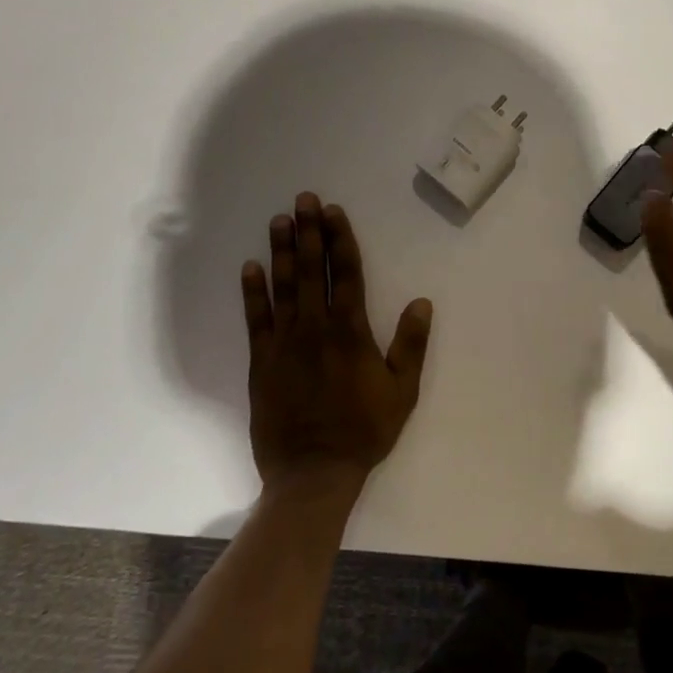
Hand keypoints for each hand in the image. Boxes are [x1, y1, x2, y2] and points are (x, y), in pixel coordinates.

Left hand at [241, 193, 432, 495]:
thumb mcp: (402, 390)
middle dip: (308, 232)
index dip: (340, 240)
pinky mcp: (262, 362)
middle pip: (311, 270)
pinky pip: (256, 319)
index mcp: (350, 331)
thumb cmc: (364, 429)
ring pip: (282, 287)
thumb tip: (422, 302)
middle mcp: (315, 327)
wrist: (314, 472)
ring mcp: (284, 343)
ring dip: (281, 251)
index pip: (346, 273)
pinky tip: (250, 268)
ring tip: (278, 220)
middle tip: (303, 199)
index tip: (333, 211)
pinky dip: (252, 292)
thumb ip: (411, 345)